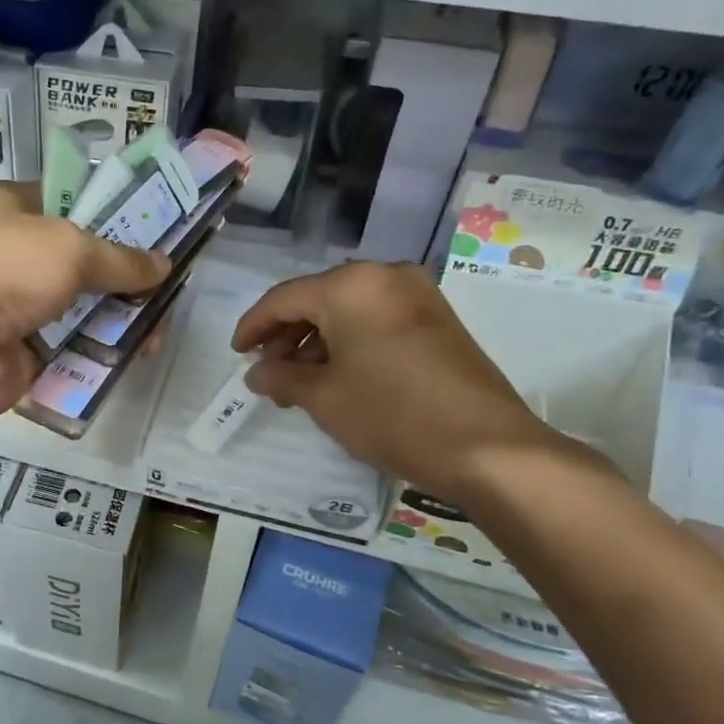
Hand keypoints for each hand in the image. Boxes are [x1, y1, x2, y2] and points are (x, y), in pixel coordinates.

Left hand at [0, 183, 168, 425]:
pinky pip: (74, 348)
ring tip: (159, 331)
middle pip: (86, 261)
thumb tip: (163, 265)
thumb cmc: (2, 270)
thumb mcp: (69, 248)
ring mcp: (20, 306)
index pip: (74, 201)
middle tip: (170, 288)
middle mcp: (17, 254)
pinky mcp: (26, 352)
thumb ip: (120, 258)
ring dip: (121, 318)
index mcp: (15, 209)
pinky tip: (136, 356)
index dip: (117, 213)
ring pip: (84, 308)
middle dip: (127, 275)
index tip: (161, 229)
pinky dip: (102, 352)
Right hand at [231, 261, 563, 502]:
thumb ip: (281, 376)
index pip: (283, 299)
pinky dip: (350, 343)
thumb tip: (258, 372)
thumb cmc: (392, 414)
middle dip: (287, 337)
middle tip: (270, 375)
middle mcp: (385, 276)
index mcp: (351, 285)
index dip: (253, 327)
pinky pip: (376, 320)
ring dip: (318, 343)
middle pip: (317, 300)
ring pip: (348, 311)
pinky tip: (338, 377)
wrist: (487, 447)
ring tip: (301, 384)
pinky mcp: (437, 319)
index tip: (236, 355)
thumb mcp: (323, 397)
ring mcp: (417, 295)